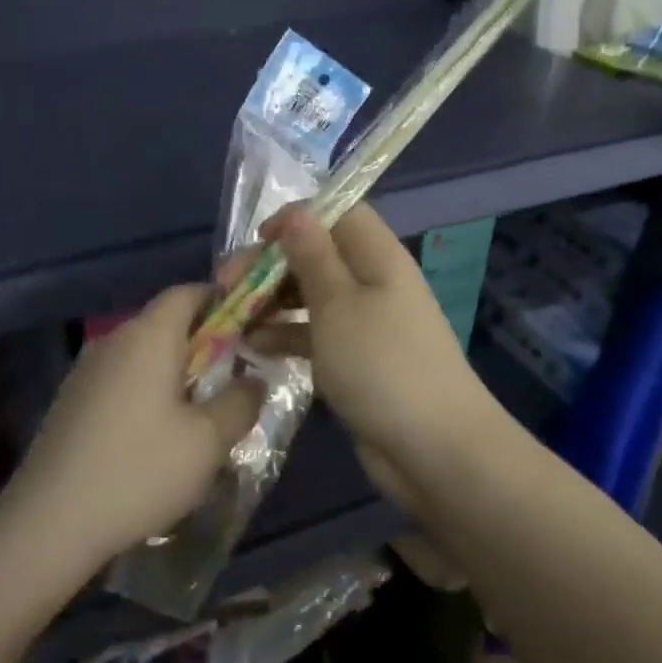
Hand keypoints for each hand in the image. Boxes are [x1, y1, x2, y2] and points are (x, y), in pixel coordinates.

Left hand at [5, 286, 263, 563]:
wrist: (49, 522)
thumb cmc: (139, 471)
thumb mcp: (208, 441)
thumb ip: (241, 402)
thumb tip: (253, 379)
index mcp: (148, 336)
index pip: (188, 292)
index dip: (223, 302)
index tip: (250, 330)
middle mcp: (113, 340)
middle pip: (165, 323)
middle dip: (204, 343)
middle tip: (232, 380)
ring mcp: (86, 371)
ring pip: (143, 354)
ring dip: (175, 372)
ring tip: (199, 414)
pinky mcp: (71, 402)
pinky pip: (121, 380)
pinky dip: (147, 393)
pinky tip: (155, 437)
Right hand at [254, 204, 505, 505]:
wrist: (434, 449)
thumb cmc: (381, 364)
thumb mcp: (338, 304)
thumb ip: (312, 256)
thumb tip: (296, 213)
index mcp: (377, 257)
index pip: (338, 213)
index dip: (296, 218)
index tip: (257, 241)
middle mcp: (373, 282)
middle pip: (318, 255)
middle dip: (271, 266)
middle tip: (228, 287)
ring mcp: (367, 324)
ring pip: (312, 297)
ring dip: (273, 303)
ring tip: (235, 320)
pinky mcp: (357, 360)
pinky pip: (316, 335)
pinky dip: (287, 336)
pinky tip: (255, 348)